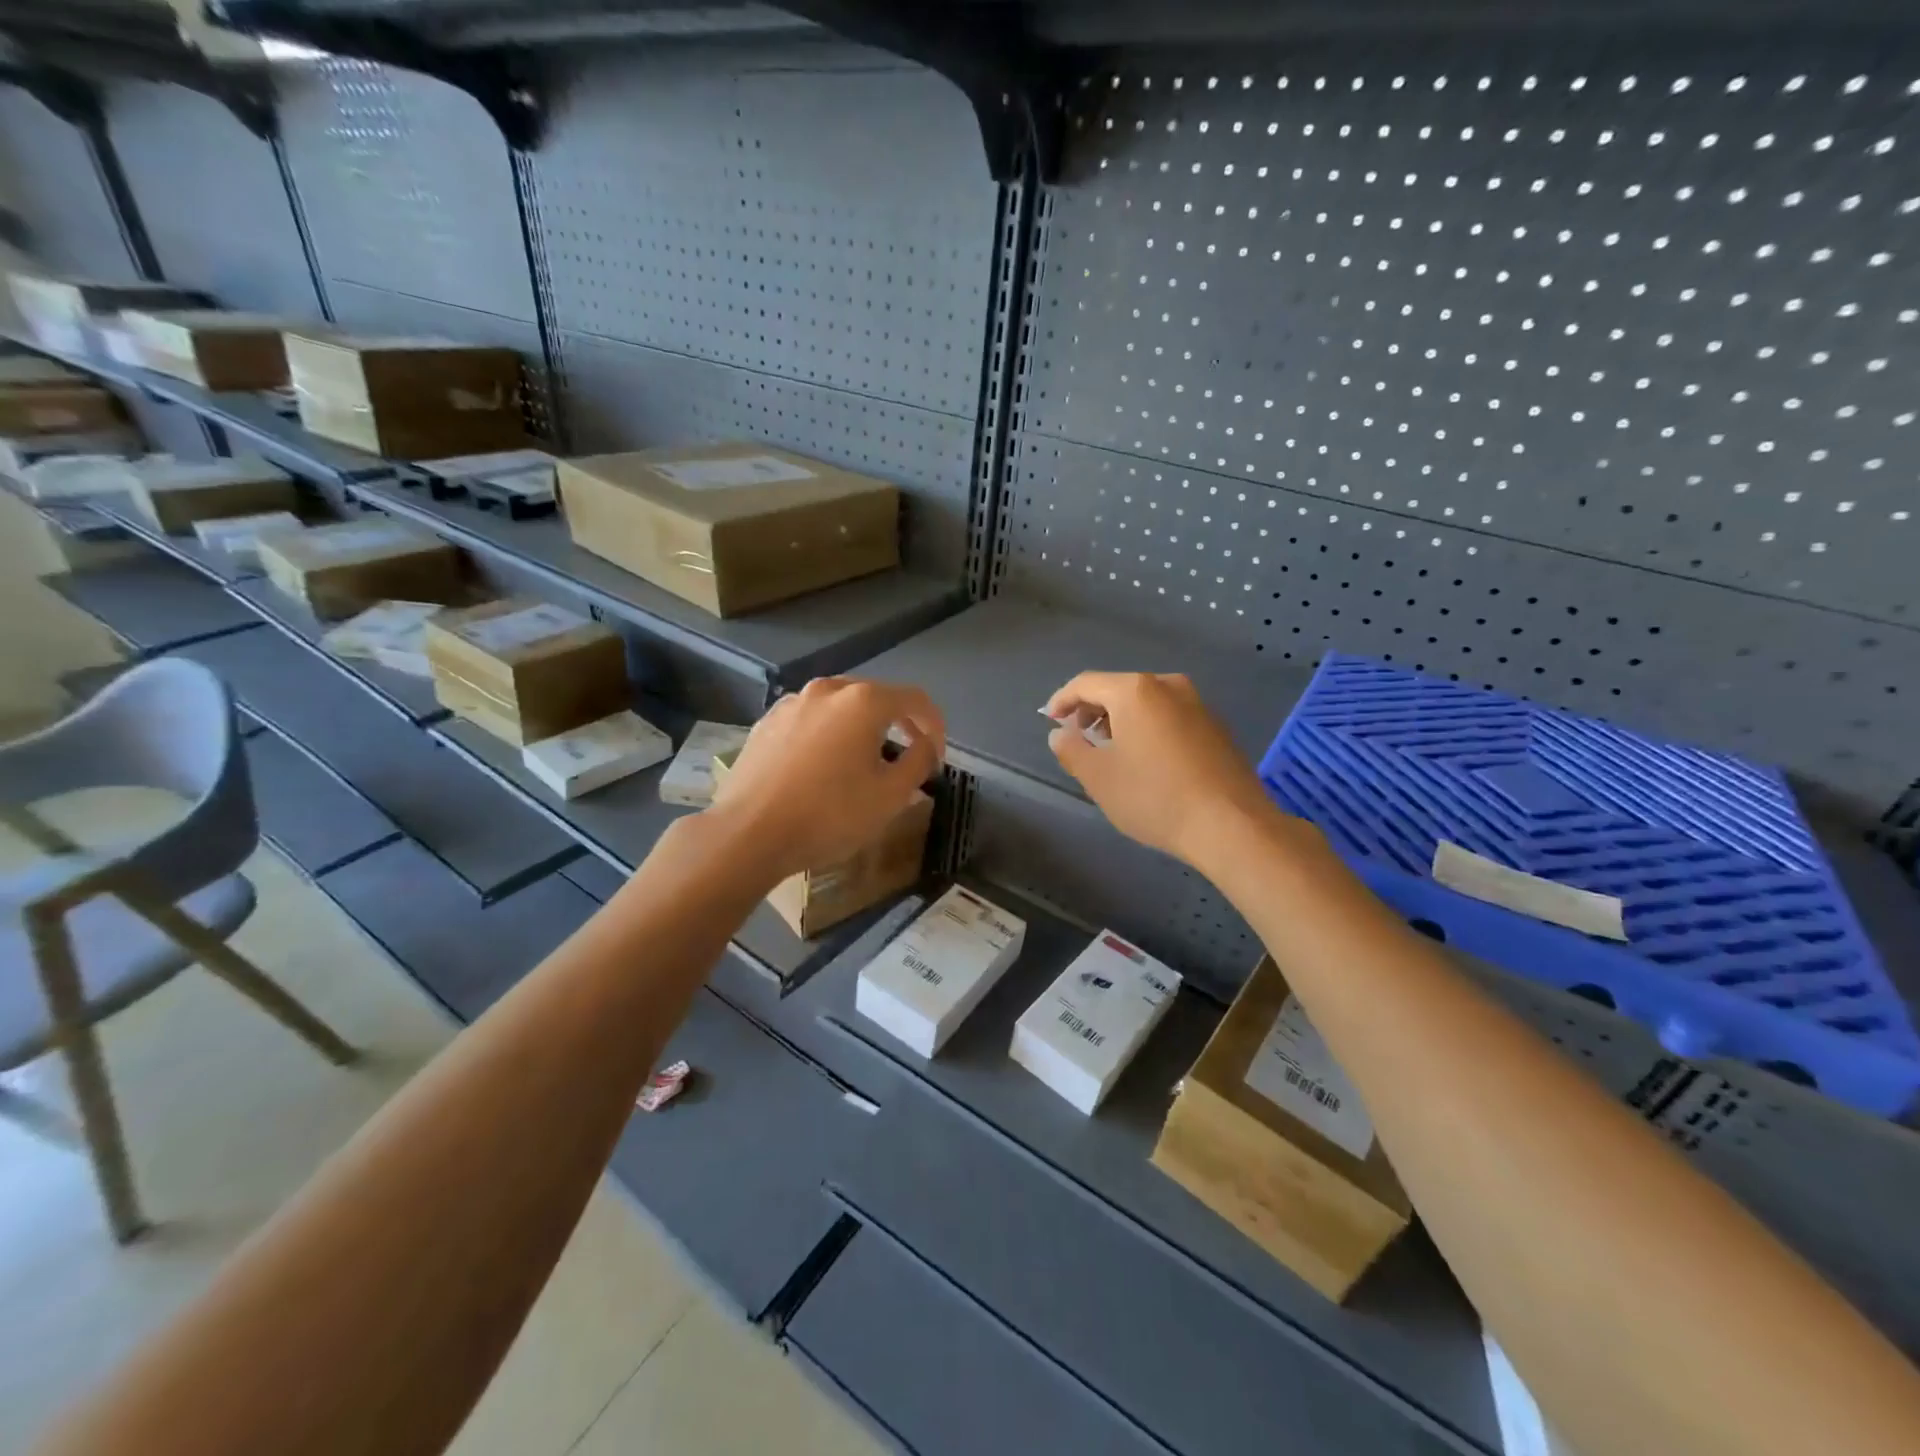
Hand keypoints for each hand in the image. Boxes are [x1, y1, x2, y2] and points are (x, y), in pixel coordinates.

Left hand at [709, 677, 943, 881]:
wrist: (748, 834)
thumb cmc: (829, 815)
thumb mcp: (890, 796)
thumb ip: (918, 762)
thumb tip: (926, 745)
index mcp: (863, 701)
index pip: (915, 700)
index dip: (935, 725)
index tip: (937, 756)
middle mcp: (828, 690)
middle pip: (876, 698)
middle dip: (898, 724)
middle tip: (906, 757)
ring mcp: (792, 703)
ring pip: (840, 708)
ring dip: (861, 729)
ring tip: (863, 763)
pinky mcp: (766, 723)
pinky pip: (811, 721)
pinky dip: (828, 736)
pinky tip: (823, 767)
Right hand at [1044, 671, 1280, 867]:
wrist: (1231, 825)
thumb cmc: (1155, 797)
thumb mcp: (1099, 777)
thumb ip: (1072, 749)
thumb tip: (1059, 734)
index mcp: (1135, 691)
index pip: (1086, 683)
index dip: (1062, 700)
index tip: (1050, 720)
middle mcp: (1168, 686)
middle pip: (1118, 688)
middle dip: (1092, 709)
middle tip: (1076, 736)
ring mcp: (1197, 704)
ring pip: (1146, 702)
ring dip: (1120, 719)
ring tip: (1108, 749)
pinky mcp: (1216, 726)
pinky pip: (1169, 715)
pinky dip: (1147, 727)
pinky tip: (1144, 758)